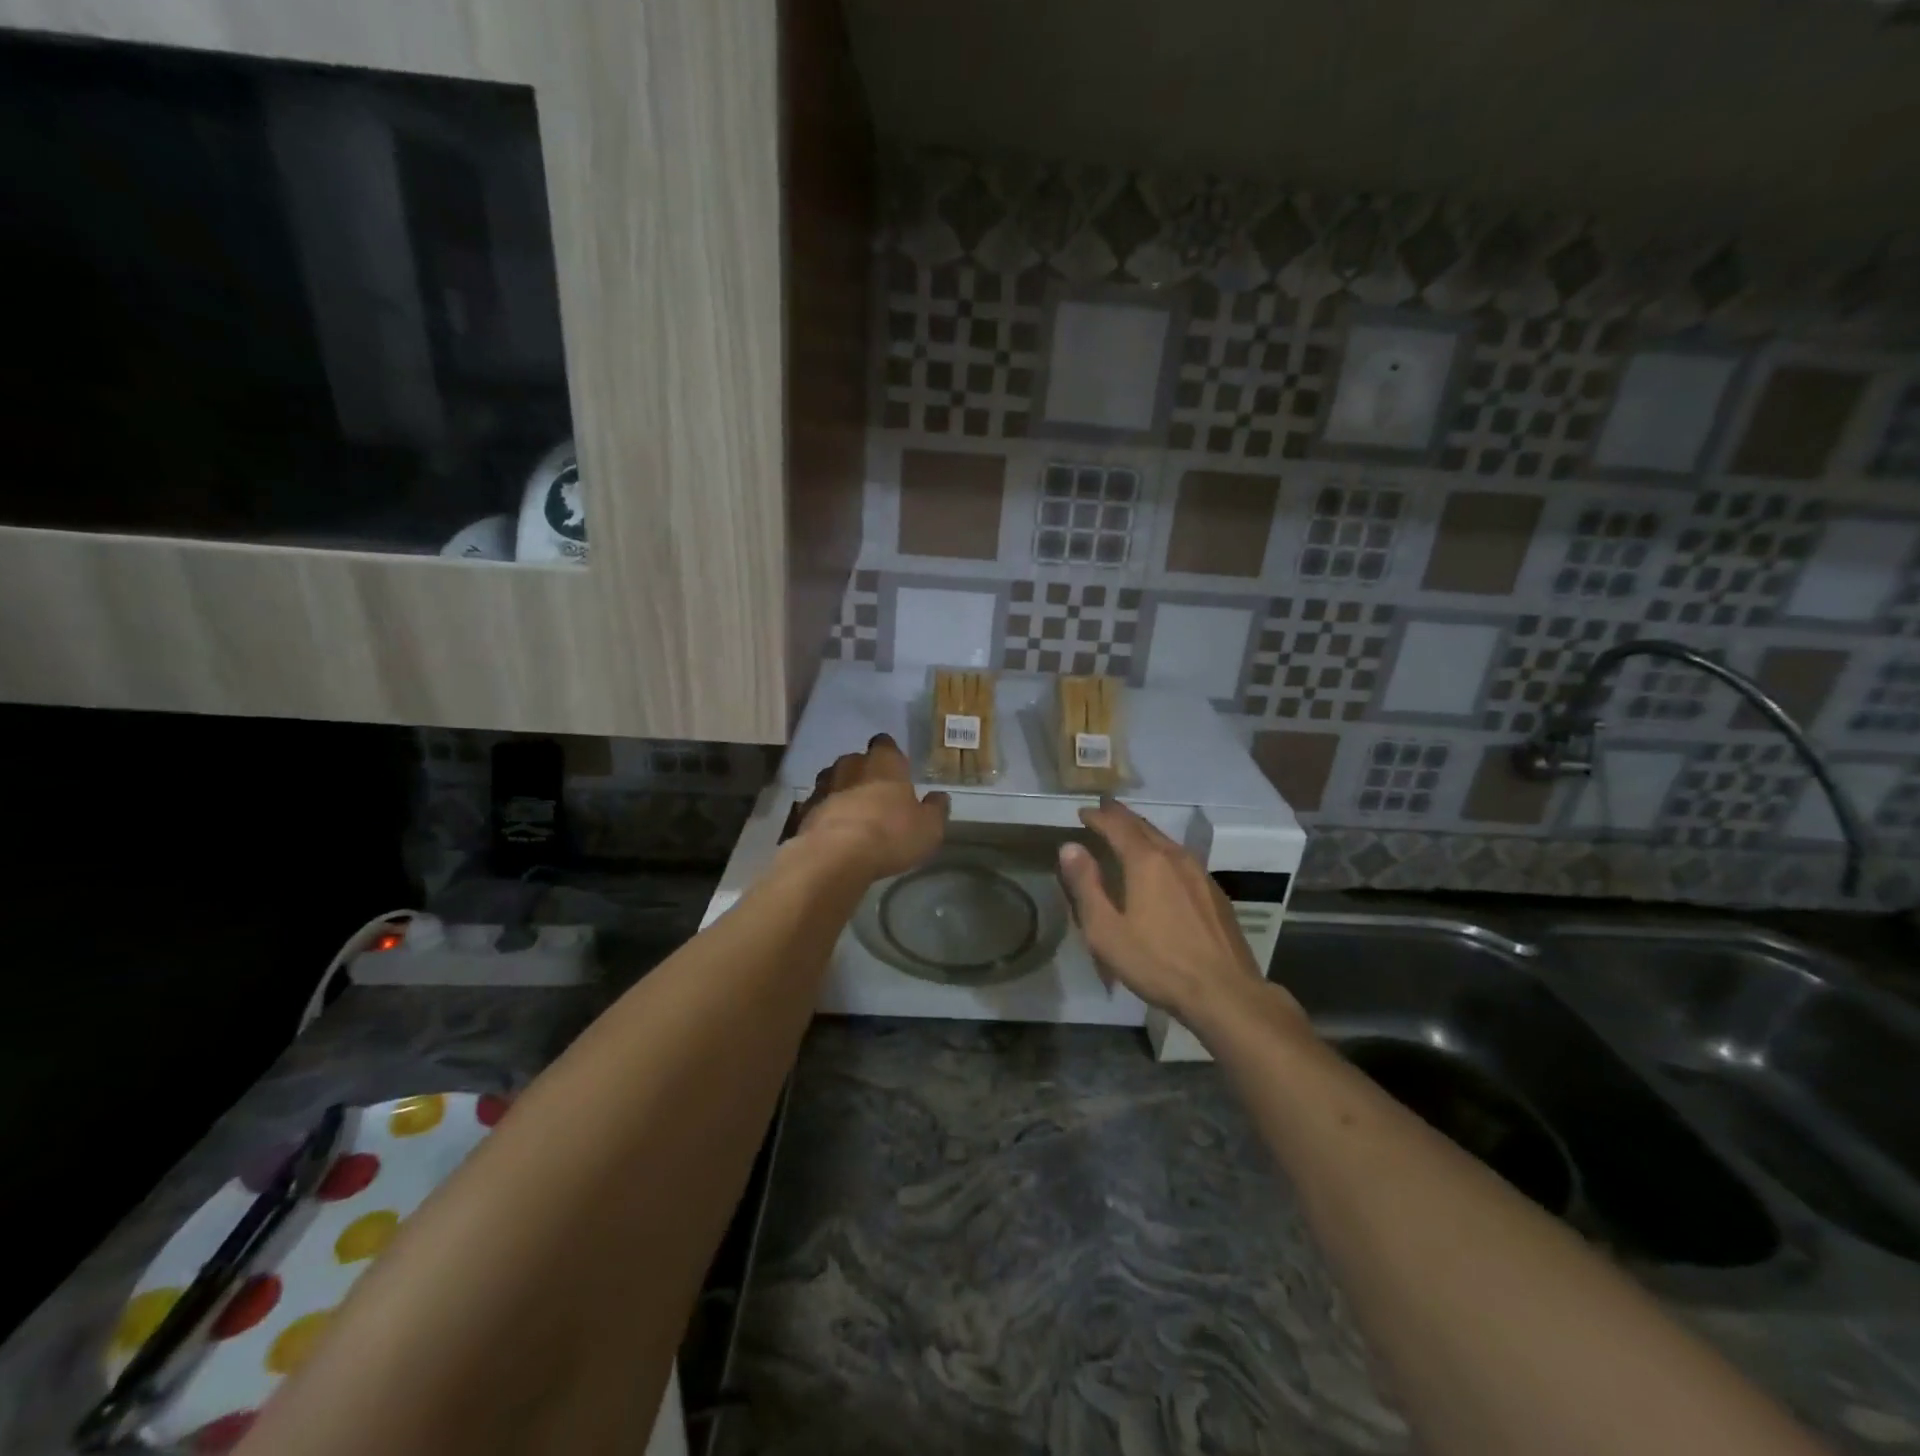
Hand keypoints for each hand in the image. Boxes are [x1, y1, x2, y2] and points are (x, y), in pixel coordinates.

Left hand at [794, 734, 949, 880]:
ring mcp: (823, 786)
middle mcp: (851, 766)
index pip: (885, 744)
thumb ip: (935, 809)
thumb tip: (939, 797)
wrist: (834, 857)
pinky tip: (833, 831)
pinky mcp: (803, 810)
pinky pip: (817, 805)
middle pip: (856, 760)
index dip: (890, 753)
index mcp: (884, 763)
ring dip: (841, 791)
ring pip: (833, 780)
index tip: (896, 767)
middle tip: (875, 792)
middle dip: (863, 772)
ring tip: (852, 812)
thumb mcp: (929, 828)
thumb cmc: (890, 835)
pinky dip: (825, 813)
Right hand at [1058, 798, 1303, 1030]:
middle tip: (1104, 810)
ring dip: (1143, 833)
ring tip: (1129, 833)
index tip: (1082, 812)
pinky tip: (1162, 867)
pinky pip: (1182, 859)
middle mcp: (1175, 857)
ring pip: (1166, 842)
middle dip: (1121, 817)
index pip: (1117, 826)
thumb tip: (1070, 847)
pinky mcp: (1215, 894)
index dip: (1098, 817)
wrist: (1224, 992)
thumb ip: (1086, 886)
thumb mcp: (1106, 930)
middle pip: (1144, 827)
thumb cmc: (1157, 963)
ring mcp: (1200, 874)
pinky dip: (1162, 852)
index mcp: (1147, 862)